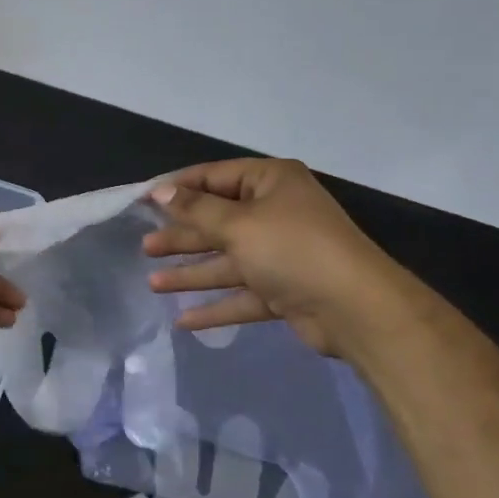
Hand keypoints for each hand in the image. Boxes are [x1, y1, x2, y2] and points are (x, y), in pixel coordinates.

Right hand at [142, 157, 417, 360]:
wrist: (356, 308)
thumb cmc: (292, 249)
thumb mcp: (238, 224)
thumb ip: (195, 210)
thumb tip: (160, 191)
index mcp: (270, 183)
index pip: (215, 177)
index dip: (178, 188)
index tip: (142, 200)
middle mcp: (276, 212)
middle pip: (218, 221)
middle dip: (182, 235)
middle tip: (146, 246)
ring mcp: (281, 253)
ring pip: (227, 260)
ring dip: (192, 272)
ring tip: (153, 283)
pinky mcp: (285, 290)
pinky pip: (242, 294)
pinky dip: (216, 306)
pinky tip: (184, 320)